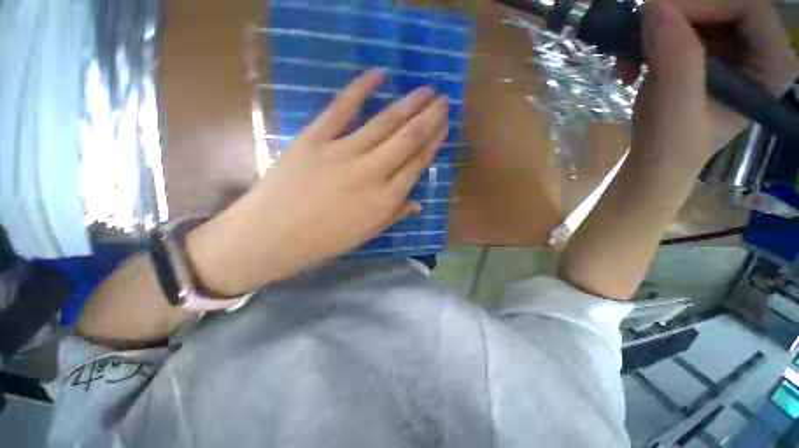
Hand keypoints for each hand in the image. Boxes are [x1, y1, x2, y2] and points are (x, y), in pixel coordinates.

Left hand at [186, 70, 449, 294]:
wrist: (272, 236)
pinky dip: (361, 88)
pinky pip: (342, 108)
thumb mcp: (366, 234)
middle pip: (408, 139)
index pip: (417, 164)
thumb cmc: (324, 241)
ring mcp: (343, 152)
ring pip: (384, 122)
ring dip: (409, 103)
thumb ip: (395, 215)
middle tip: (444, 100)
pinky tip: (379, 75)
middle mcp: (372, 173)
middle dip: (429, 118)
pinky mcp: (316, 138)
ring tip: (427, 89)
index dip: (434, 143)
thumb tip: (418, 202)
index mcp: (385, 200)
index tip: (444, 126)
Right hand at [626, 0, 798, 161]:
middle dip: (673, 16)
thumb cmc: (671, 146)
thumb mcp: (676, 110)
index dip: (703, 4)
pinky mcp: (702, 49)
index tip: (657, 21)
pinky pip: (675, 24)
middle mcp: (755, 47)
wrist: (654, 159)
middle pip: (719, 3)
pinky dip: (646, 39)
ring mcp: (728, 46)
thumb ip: (676, 60)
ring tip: (627, 61)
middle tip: (637, 39)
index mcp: (770, 65)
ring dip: (653, 30)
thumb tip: (655, 7)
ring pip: (692, 11)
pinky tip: (630, 64)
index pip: (747, 7)